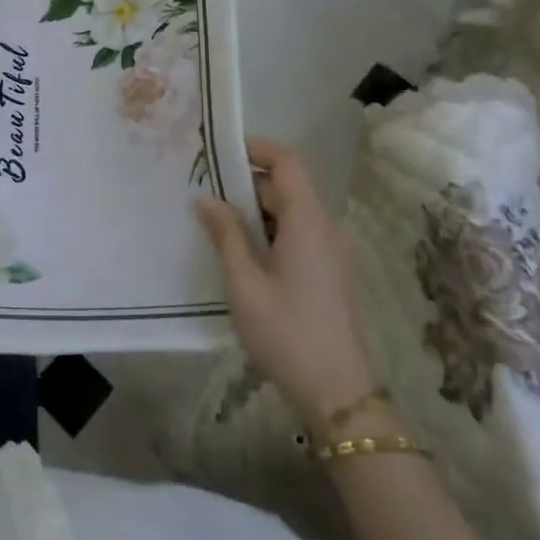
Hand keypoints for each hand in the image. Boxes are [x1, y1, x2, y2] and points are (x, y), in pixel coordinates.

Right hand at [196, 137, 375, 424]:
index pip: (288, 162)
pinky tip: (238, 248)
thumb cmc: (285, 331)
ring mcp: (328, 250)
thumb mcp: (244, 282)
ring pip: (290, 210)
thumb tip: (206, 198)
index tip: (218, 149)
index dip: (256, 147)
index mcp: (307, 221)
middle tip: (202, 187)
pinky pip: (296, 232)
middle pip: (287, 184)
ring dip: (254, 207)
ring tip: (213, 217)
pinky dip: (267, 228)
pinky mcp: (326, 271)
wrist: (337, 392)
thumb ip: (225, 234)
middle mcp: (324, 227)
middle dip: (245, 179)